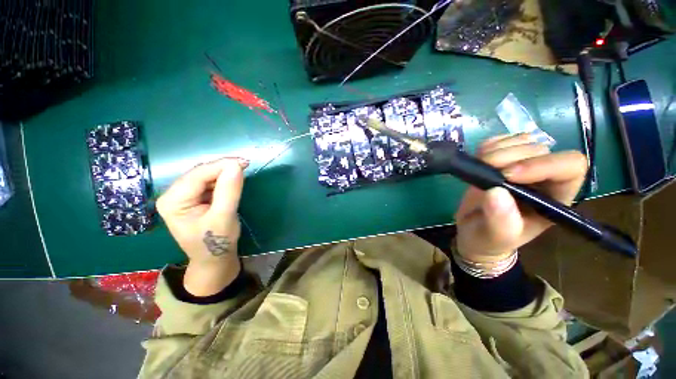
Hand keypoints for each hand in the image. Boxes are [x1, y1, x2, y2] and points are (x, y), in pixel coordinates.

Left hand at [156, 157, 247, 295]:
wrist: (214, 259)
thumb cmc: (216, 242)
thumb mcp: (224, 217)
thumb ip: (229, 191)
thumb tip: (237, 165)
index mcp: (173, 201)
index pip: (198, 175)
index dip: (221, 165)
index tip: (244, 161)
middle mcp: (173, 195)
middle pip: (200, 173)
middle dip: (223, 168)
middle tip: (246, 165)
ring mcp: (183, 196)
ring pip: (205, 176)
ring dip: (224, 173)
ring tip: (242, 171)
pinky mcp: (194, 198)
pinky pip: (209, 183)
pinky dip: (223, 179)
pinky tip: (233, 180)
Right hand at [455, 134, 587, 263]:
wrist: (473, 230)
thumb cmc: (489, 238)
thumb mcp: (496, 237)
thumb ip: (501, 221)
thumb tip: (496, 192)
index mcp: (554, 199)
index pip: (570, 168)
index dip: (542, 165)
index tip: (506, 175)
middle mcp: (542, 178)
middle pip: (540, 150)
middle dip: (509, 157)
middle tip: (485, 171)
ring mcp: (521, 165)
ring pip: (521, 140)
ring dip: (496, 149)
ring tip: (479, 166)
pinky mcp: (501, 159)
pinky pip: (501, 140)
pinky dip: (488, 145)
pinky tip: (478, 158)